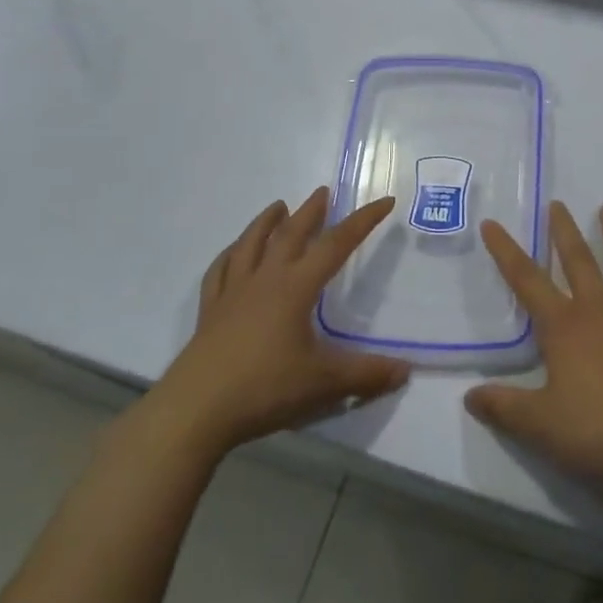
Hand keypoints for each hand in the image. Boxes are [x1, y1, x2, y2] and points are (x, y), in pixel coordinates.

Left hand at [150, 189, 409, 458]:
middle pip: (290, 234)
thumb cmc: (264, 388)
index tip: (384, 201)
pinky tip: (233, 251)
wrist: (196, 410)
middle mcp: (265, 280)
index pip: (336, 245)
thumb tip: (406, 370)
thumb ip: (366, 374)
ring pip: (251, 244)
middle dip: (310, 212)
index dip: (362, 221)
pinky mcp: (210, 312)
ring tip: (278, 206)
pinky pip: (220, 271)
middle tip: (323, 192)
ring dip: (267, 222)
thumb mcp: (324, 383)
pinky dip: (230, 254)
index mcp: (295, 288)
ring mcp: (233, 293)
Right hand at [467, 201, 602, 483]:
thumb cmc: (600, 427)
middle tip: (557, 204)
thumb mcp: (541, 424)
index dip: (506, 251)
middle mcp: (599, 308)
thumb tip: (469, 397)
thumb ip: (504, 407)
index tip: (492, 224)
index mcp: (563, 325)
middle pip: (578, 259)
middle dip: (563, 230)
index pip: (526, 280)